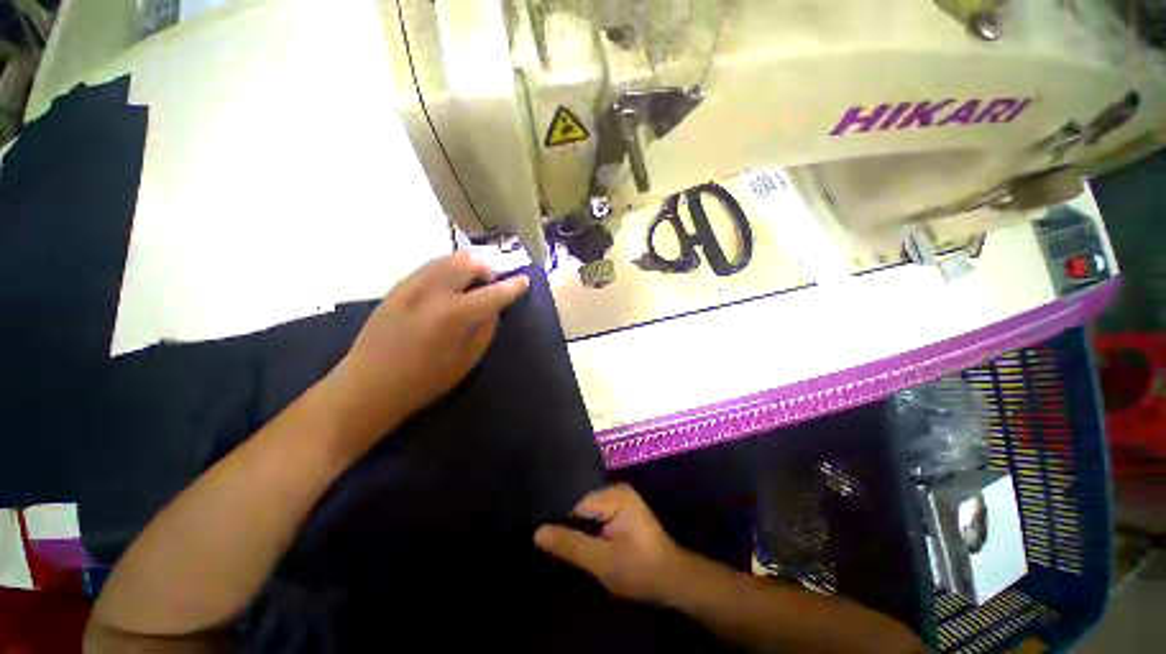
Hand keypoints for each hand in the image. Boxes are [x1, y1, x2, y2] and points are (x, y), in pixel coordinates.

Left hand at [327, 251, 528, 449]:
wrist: (366, 387)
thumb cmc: (423, 382)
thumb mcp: (465, 361)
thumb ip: (485, 329)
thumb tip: (494, 308)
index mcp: (454, 314)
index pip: (492, 293)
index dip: (512, 286)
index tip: (524, 281)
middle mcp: (433, 291)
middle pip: (467, 262)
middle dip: (486, 268)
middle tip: (492, 282)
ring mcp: (411, 286)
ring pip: (446, 259)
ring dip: (466, 266)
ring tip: (472, 282)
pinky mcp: (396, 288)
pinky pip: (429, 268)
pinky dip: (447, 270)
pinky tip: (448, 287)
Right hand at [534, 484, 690, 602]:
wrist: (674, 581)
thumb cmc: (640, 570)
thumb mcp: (603, 561)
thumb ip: (571, 545)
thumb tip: (538, 532)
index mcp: (614, 495)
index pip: (575, 499)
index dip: (555, 515)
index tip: (534, 527)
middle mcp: (615, 491)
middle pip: (579, 503)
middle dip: (562, 521)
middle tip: (539, 537)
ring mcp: (618, 501)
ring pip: (585, 511)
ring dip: (572, 527)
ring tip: (548, 539)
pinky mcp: (620, 513)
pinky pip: (594, 517)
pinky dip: (583, 529)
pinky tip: (570, 541)